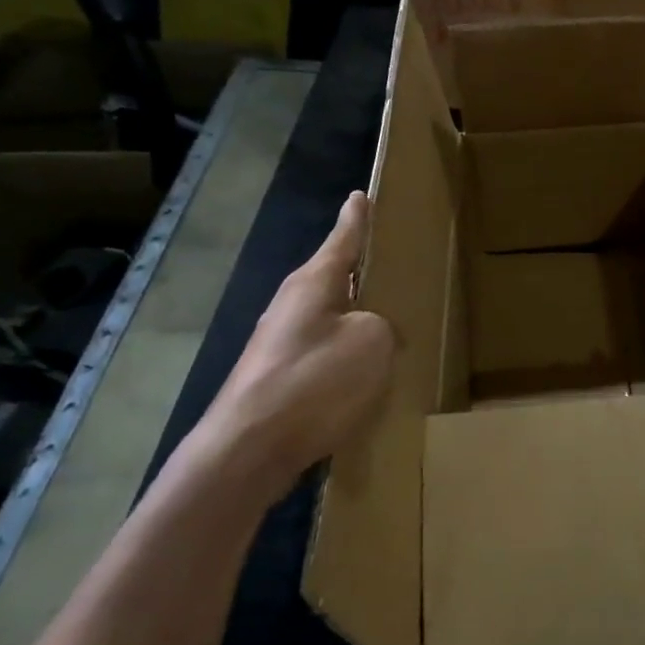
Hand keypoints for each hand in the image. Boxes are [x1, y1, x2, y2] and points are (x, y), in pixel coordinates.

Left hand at [196, 191, 392, 504]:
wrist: (249, 450)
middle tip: (395, 264)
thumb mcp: (372, 343)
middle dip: (363, 271)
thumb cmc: (315, 382)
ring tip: (392, 323)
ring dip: (358, 318)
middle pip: (336, 277)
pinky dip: (348, 355)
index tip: (361, 194)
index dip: (357, 218)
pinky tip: (368, 375)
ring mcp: (281, 342)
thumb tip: (377, 333)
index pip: (343, 238)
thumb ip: (384, 325)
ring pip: (331, 317)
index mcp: (314, 282)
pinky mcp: (279, 376)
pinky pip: (325, 352)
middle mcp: (293, 304)